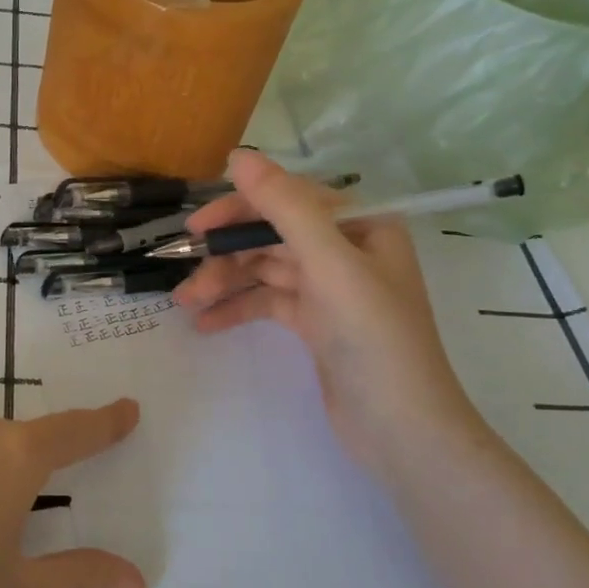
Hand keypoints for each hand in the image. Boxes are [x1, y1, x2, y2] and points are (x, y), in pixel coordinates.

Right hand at [174, 149, 482, 470]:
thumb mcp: (330, 265)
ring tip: (185, 305)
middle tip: (185, 276)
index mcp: (361, 224)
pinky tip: (206, 324)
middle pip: (273, 236)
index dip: (240, 209)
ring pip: (266, 271)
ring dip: (226, 283)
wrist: (403, 431)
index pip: (289, 199)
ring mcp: (331, 288)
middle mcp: (346, 249)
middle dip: (228, 254)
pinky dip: (238, 309)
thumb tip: (239, 156)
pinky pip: (269, 302)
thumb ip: (285, 207)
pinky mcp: (317, 323)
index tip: (197, 229)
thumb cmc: (374, 339)